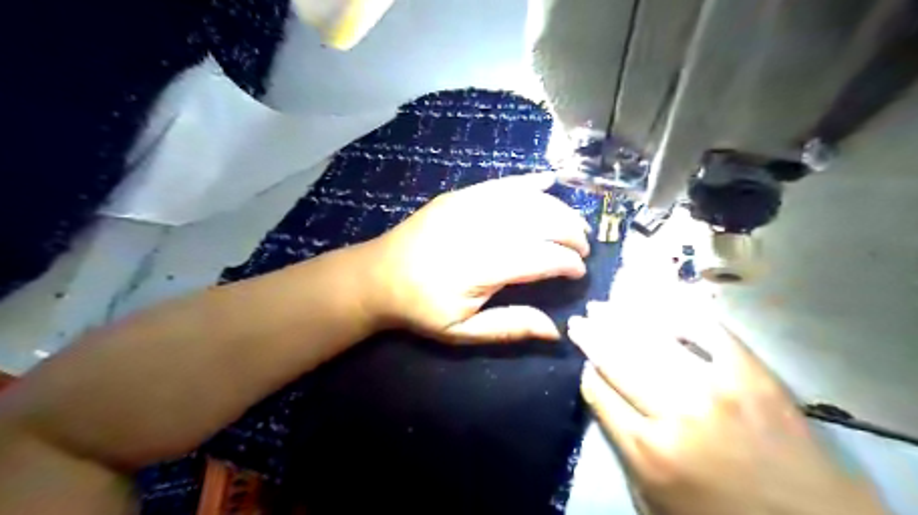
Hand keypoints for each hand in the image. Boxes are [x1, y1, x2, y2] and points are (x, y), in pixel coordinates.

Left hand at [358, 173, 588, 341]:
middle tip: (583, 249)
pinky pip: (502, 183)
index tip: (579, 273)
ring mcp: (467, 205)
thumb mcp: (462, 331)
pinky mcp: (459, 195)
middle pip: (541, 221)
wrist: (376, 276)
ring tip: (575, 224)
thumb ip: (510, 327)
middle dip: (571, 233)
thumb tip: (557, 331)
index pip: (540, 257)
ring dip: (559, 209)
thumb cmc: (420, 308)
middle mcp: (478, 229)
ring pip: (527, 199)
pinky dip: (529, 181)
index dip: (567, 263)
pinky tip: (550, 181)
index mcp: (480, 267)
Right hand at [573, 302, 885, 514]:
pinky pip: (705, 329)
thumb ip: (622, 446)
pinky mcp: (751, 372)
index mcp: (647, 450)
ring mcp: (714, 387)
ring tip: (603, 305)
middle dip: (591, 336)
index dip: (587, 371)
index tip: (585, 361)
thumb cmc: (720, 513)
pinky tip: (656, 302)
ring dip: (620, 318)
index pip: (599, 392)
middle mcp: (674, 412)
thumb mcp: (652, 497)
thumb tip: (604, 396)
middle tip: (579, 319)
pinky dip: (677, 311)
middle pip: (617, 360)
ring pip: (651, 339)